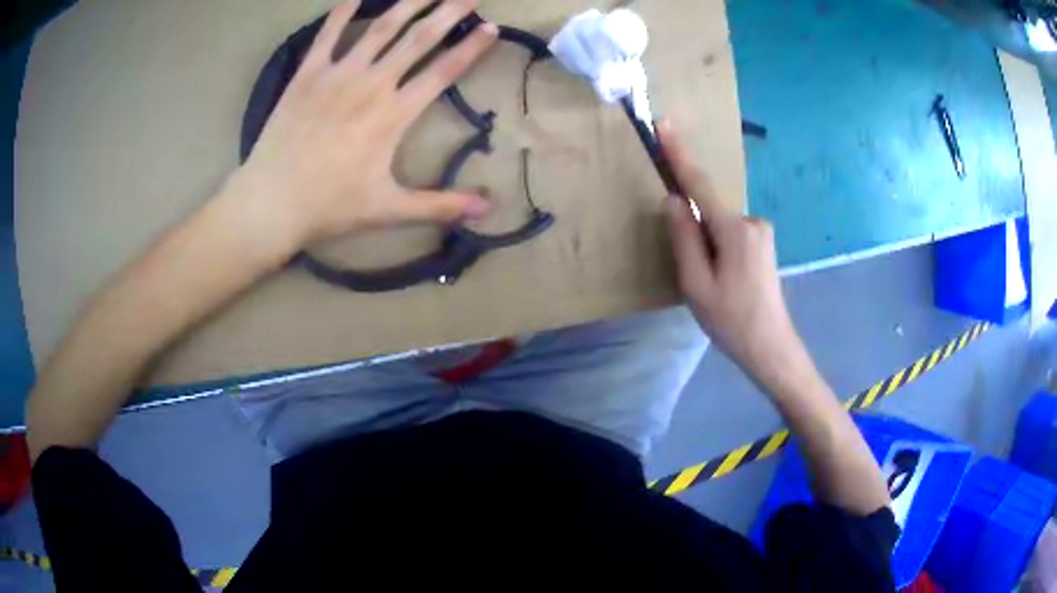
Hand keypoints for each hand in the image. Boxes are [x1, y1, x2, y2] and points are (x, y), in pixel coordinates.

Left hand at [231, 0, 495, 246]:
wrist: (271, 202)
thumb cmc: (330, 206)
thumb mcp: (389, 210)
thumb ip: (440, 205)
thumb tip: (487, 209)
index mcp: (394, 114)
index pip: (443, 71)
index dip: (470, 48)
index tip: (491, 27)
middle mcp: (372, 84)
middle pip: (419, 39)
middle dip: (448, 12)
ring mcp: (338, 74)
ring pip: (381, 28)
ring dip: (409, 3)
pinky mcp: (307, 74)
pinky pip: (328, 34)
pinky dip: (342, 11)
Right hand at [660, 121, 807, 391]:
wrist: (771, 347)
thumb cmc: (731, 320)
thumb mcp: (696, 284)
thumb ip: (683, 238)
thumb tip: (674, 200)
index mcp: (733, 229)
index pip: (699, 184)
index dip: (679, 154)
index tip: (664, 124)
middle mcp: (752, 221)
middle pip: (708, 212)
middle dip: (694, 234)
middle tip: (698, 278)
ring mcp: (761, 231)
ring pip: (719, 226)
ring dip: (707, 248)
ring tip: (715, 288)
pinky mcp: (764, 243)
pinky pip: (730, 234)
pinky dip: (719, 250)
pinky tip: (726, 282)